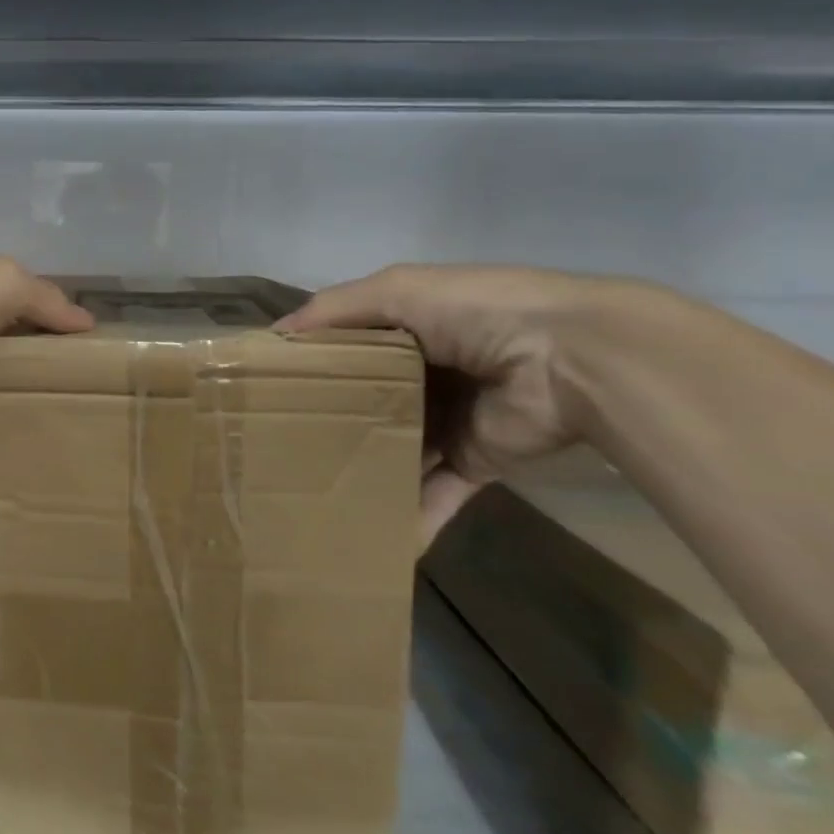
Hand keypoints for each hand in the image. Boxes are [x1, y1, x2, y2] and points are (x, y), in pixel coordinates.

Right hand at [278, 265, 597, 539]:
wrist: (571, 359)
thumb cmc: (475, 314)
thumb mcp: (397, 291)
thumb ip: (334, 309)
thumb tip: (273, 338)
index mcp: (407, 328)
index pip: (346, 348)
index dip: (308, 365)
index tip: (262, 391)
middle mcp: (424, 373)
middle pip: (365, 403)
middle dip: (327, 425)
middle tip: (276, 452)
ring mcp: (449, 420)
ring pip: (394, 451)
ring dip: (362, 473)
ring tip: (310, 498)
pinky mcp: (474, 461)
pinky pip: (435, 494)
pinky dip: (411, 519)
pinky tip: (374, 542)